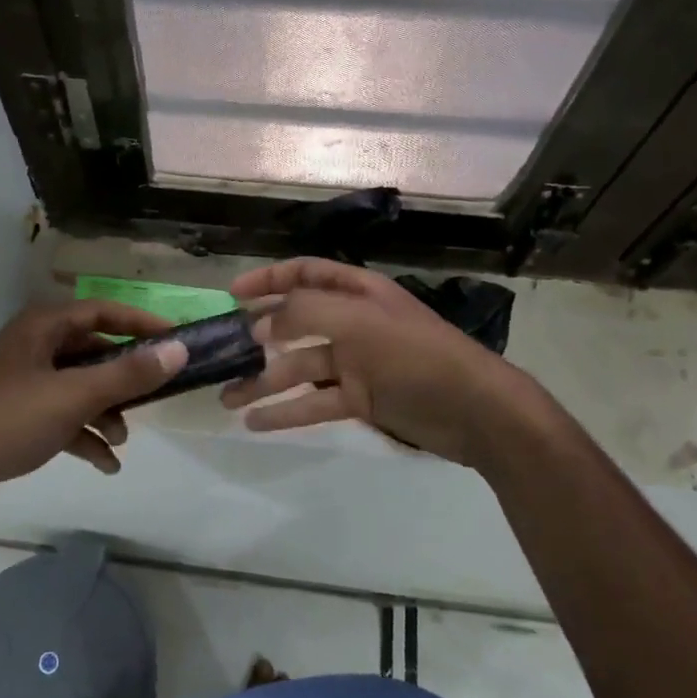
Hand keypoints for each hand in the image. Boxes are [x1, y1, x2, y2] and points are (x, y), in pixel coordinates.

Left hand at [0, 300, 187, 523]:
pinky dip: (84, 434)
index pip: (102, 311)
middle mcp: (33, 347)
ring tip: (123, 441)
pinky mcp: (17, 415)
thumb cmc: (7, 421)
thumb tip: (178, 350)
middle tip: (157, 395)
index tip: (176, 340)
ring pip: (79, 386)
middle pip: (92, 351)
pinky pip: (62, 416)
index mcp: (42, 327)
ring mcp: (23, 382)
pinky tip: (106, 464)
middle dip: (124, 377)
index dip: (141, 323)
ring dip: (105, 411)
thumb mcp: (74, 396)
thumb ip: (128, 374)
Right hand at [220, 258, 511, 464]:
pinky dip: (286, 411)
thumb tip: (259, 323)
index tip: (232, 296)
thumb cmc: (416, 354)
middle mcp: (353, 323)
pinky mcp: (361, 400)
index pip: (305, 274)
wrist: (475, 410)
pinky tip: (256, 423)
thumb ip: (304, 314)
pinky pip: (314, 402)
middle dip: (257, 338)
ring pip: (299, 367)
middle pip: (295, 324)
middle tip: (221, 355)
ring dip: (263, 382)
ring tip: (226, 398)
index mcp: (357, 292)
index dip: (268, 281)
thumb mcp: (359, 322)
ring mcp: (356, 363)